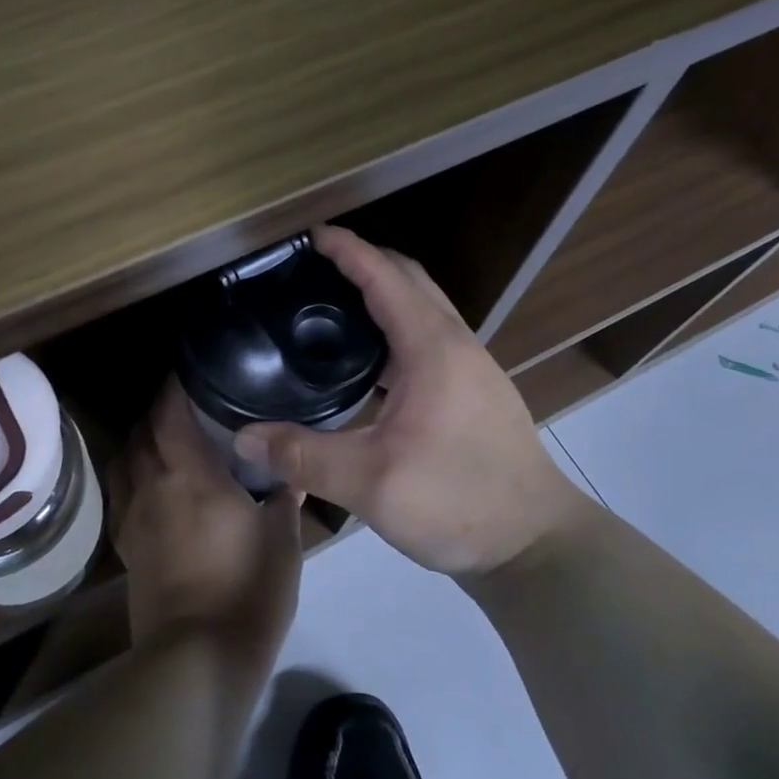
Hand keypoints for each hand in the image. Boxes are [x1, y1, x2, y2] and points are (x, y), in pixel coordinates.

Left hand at [110, 377, 304, 668]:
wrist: (200, 656)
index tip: (189, 371)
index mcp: (190, 475)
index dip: (173, 386)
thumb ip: (283, 498)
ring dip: (140, 441)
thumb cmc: (248, 589)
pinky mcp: (126, 547)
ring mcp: (134, 518)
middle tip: (185, 405)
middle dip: (157, 411)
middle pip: (142, 432)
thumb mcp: (282, 539)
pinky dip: (132, 476)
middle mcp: (153, 486)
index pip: (169, 413)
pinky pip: (121, 495)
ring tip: (165, 439)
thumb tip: (290, 474)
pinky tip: (150, 485)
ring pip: (125, 461)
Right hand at [233, 225, 593, 575]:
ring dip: (384, 293)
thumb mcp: (370, 483)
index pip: (386, 276)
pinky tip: (367, 362)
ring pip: (423, 308)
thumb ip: (302, 457)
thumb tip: (243, 437)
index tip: (309, 235)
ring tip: (333, 306)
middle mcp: (456, 345)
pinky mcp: (474, 392)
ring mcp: (471, 368)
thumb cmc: (457, 502)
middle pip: (410, 280)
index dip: (347, 250)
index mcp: (433, 349)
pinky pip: (429, 337)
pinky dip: (396, 327)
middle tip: (315, 268)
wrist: (534, 543)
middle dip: (365, 261)